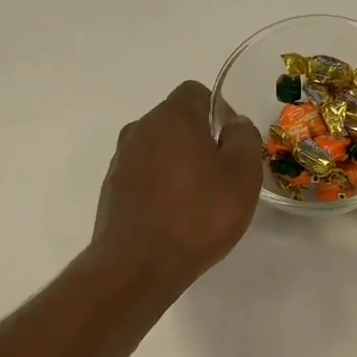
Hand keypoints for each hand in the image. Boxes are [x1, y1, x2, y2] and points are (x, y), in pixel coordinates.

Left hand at [92, 80, 263, 288]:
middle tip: (221, 179)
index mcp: (173, 116)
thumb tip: (234, 124)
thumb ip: (244, 140)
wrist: (138, 264)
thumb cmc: (198, 215)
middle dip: (199, 142)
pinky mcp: (112, 191)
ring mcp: (121, 161)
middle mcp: (140, 129)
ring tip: (198, 204)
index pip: (197, 92)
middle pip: (175, 123)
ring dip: (178, 168)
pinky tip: (174, 220)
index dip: (219, 113)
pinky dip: (160, 190)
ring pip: (158, 152)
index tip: (232, 146)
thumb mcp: (242, 175)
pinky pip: (143, 179)